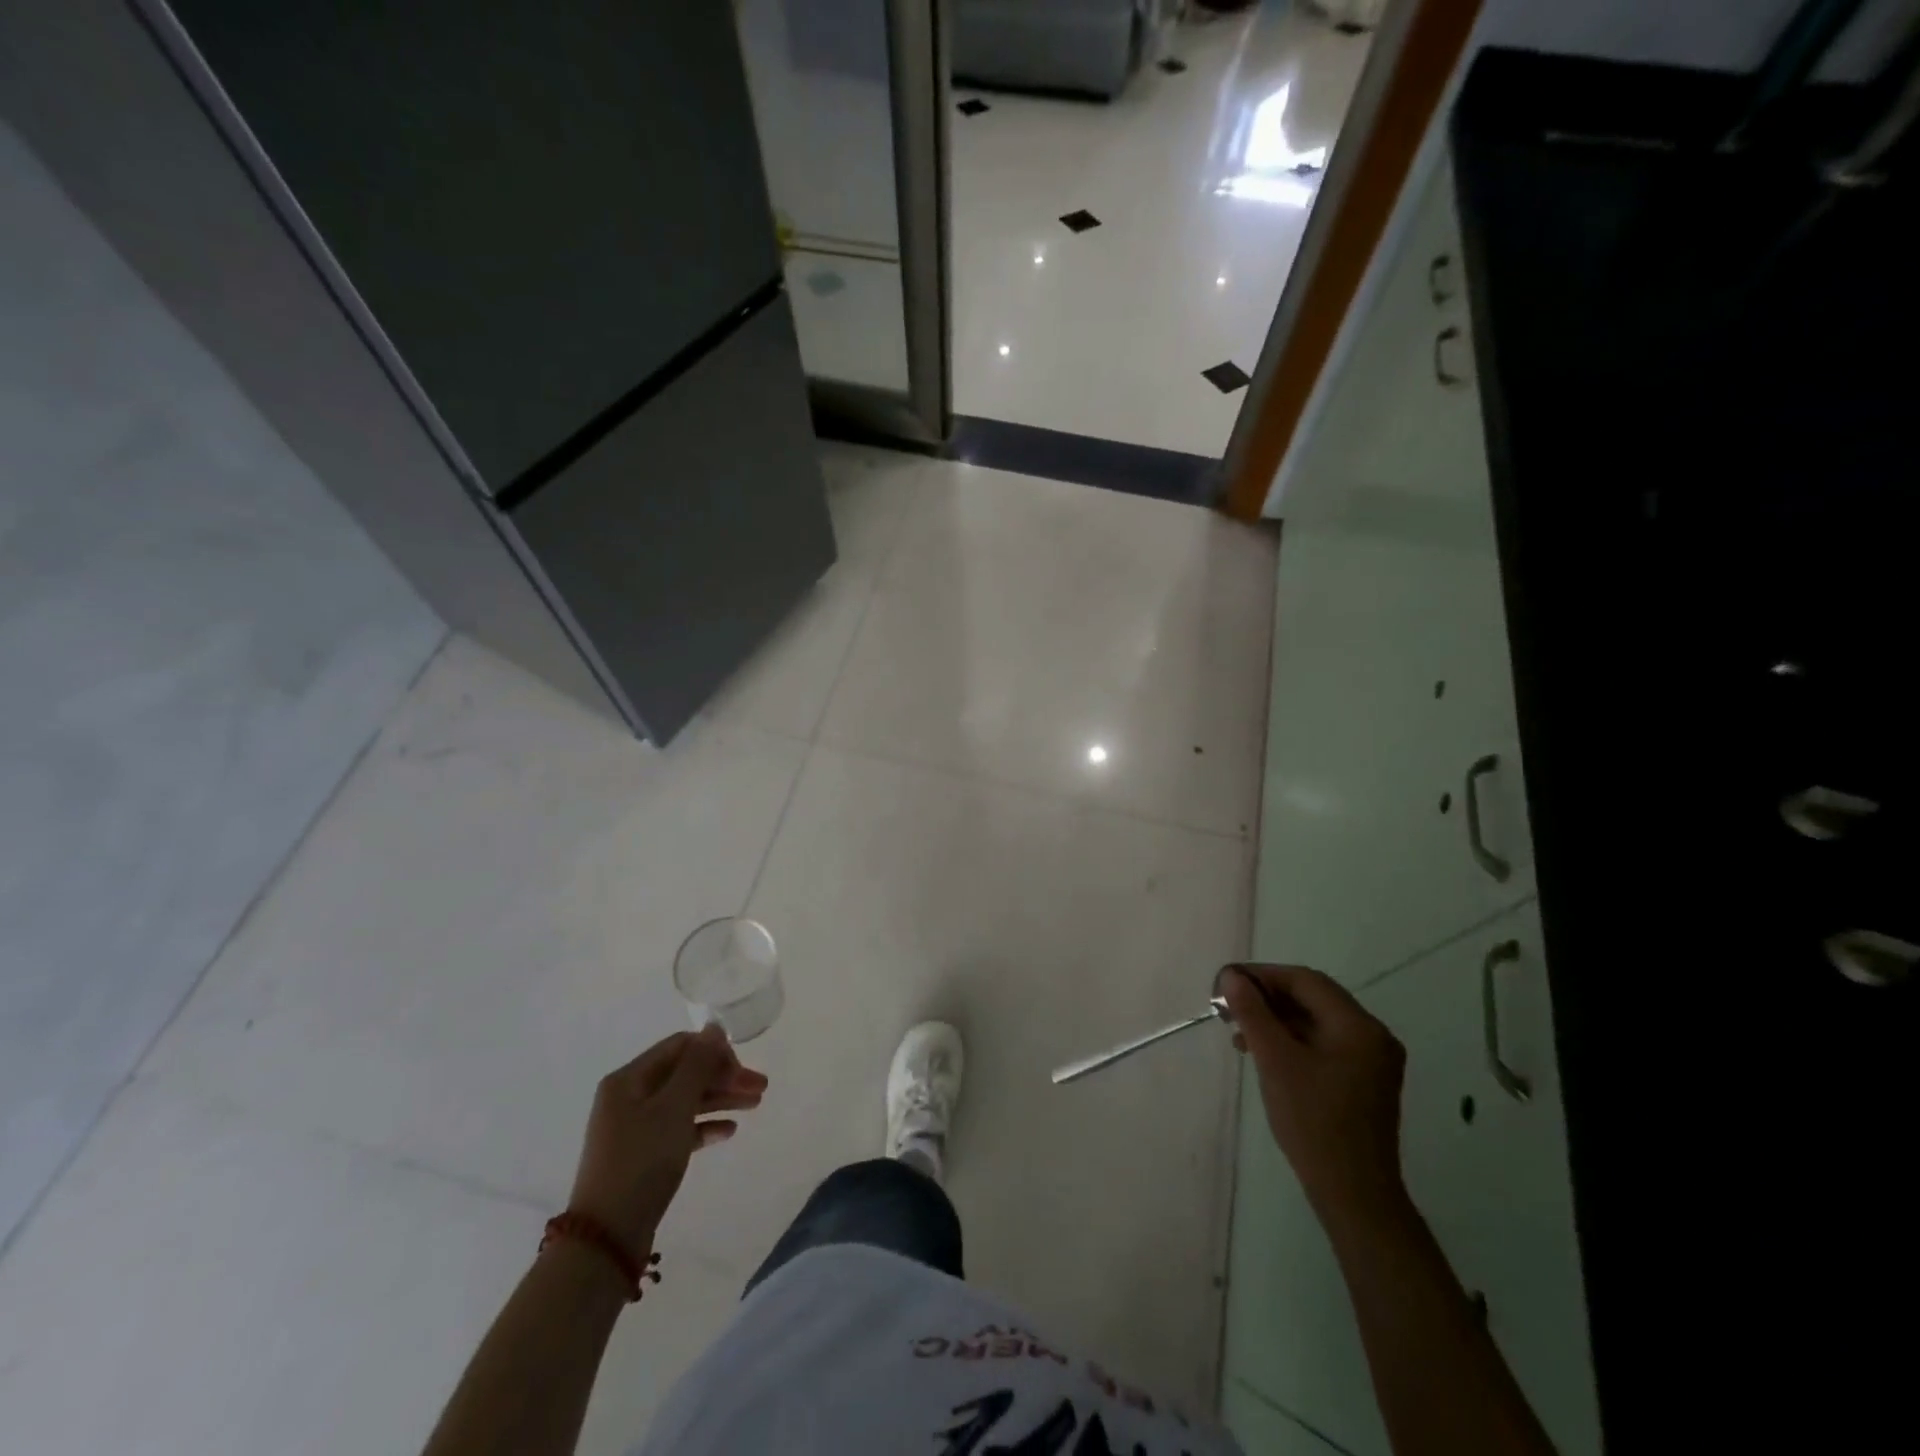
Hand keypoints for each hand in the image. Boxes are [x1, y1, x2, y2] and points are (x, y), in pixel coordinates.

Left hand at [566, 1026, 766, 1258]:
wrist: (607, 1239)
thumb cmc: (641, 1162)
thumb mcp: (674, 1107)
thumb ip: (697, 1065)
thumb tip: (713, 1027)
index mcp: (629, 1079)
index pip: (680, 1047)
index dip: (714, 1052)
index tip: (743, 1069)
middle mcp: (629, 1097)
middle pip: (685, 1074)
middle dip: (723, 1076)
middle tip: (761, 1088)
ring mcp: (635, 1128)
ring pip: (685, 1101)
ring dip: (720, 1098)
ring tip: (756, 1105)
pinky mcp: (643, 1156)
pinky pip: (679, 1129)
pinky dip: (705, 1125)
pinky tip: (729, 1131)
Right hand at [1222, 964, 1407, 1222]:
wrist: (1354, 1194)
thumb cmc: (1313, 1122)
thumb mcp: (1276, 1061)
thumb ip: (1253, 1013)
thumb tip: (1232, 977)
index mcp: (1359, 1026)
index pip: (1306, 981)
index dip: (1263, 976)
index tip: (1227, 983)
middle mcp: (1373, 1036)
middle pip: (1313, 998)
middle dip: (1268, 998)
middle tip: (1229, 1006)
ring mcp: (1372, 1060)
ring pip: (1316, 1022)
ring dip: (1277, 1020)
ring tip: (1239, 1032)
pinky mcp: (1364, 1081)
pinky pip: (1324, 1044)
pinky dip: (1292, 1041)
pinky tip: (1264, 1053)